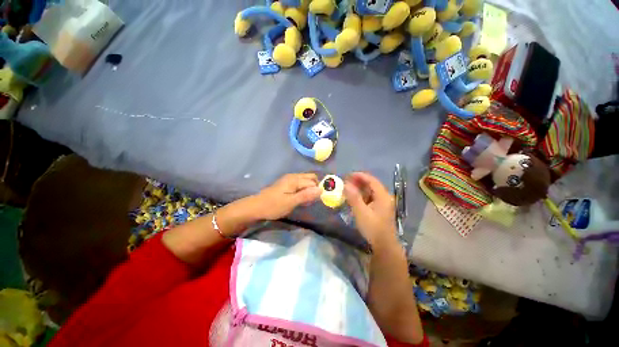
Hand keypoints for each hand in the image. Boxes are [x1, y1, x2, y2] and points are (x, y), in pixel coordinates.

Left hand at [252, 173, 321, 220]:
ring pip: (306, 181)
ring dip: (309, 189)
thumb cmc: (274, 205)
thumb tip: (321, 189)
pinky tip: (300, 199)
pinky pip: (300, 184)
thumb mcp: (291, 202)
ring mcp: (290, 179)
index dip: (316, 191)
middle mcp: (293, 176)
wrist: (256, 207)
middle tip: (311, 200)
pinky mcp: (287, 184)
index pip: (313, 182)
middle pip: (311, 178)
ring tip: (306, 201)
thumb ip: (306, 195)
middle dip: (314, 187)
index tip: (313, 201)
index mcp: (295, 179)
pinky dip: (303, 190)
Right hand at [343, 172, 396, 247]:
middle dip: (358, 182)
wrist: (384, 245)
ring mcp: (383, 203)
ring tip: (348, 189)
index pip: (371, 180)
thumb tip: (346, 184)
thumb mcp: (361, 212)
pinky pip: (370, 198)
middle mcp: (384, 197)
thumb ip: (353, 197)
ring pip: (370, 191)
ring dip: (359, 189)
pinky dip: (361, 196)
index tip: (348, 175)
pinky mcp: (380, 209)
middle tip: (346, 182)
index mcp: (382, 196)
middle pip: (371, 184)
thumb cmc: (373, 228)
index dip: (359, 176)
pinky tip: (354, 198)